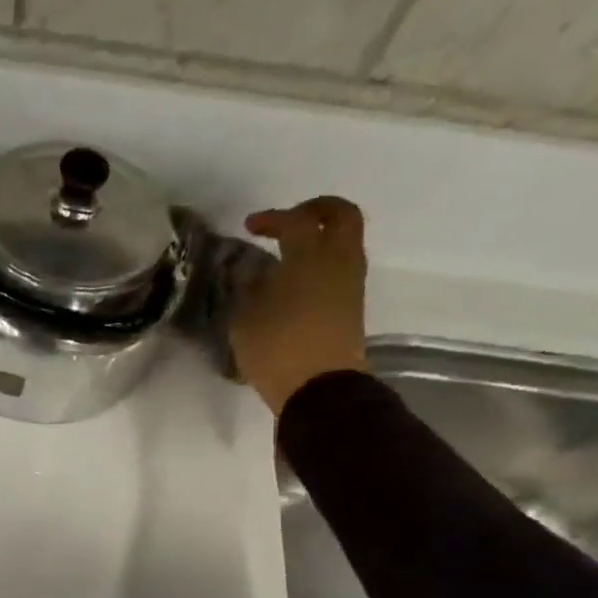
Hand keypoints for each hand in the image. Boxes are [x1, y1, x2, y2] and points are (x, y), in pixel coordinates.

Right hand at [230, 196, 369, 415]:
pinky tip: (299, 280)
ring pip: (346, 240)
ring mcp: (350, 282)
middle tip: (290, 220)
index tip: (250, 227)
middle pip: (340, 215)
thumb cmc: (276, 349)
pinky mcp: (352, 305)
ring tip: (292, 253)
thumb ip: (247, 288)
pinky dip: (324, 262)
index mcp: (309, 255)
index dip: (271, 219)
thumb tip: (250, 273)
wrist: (320, 388)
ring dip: (322, 237)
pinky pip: (342, 267)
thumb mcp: (245, 319)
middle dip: (316, 210)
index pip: (293, 221)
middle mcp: (338, 259)